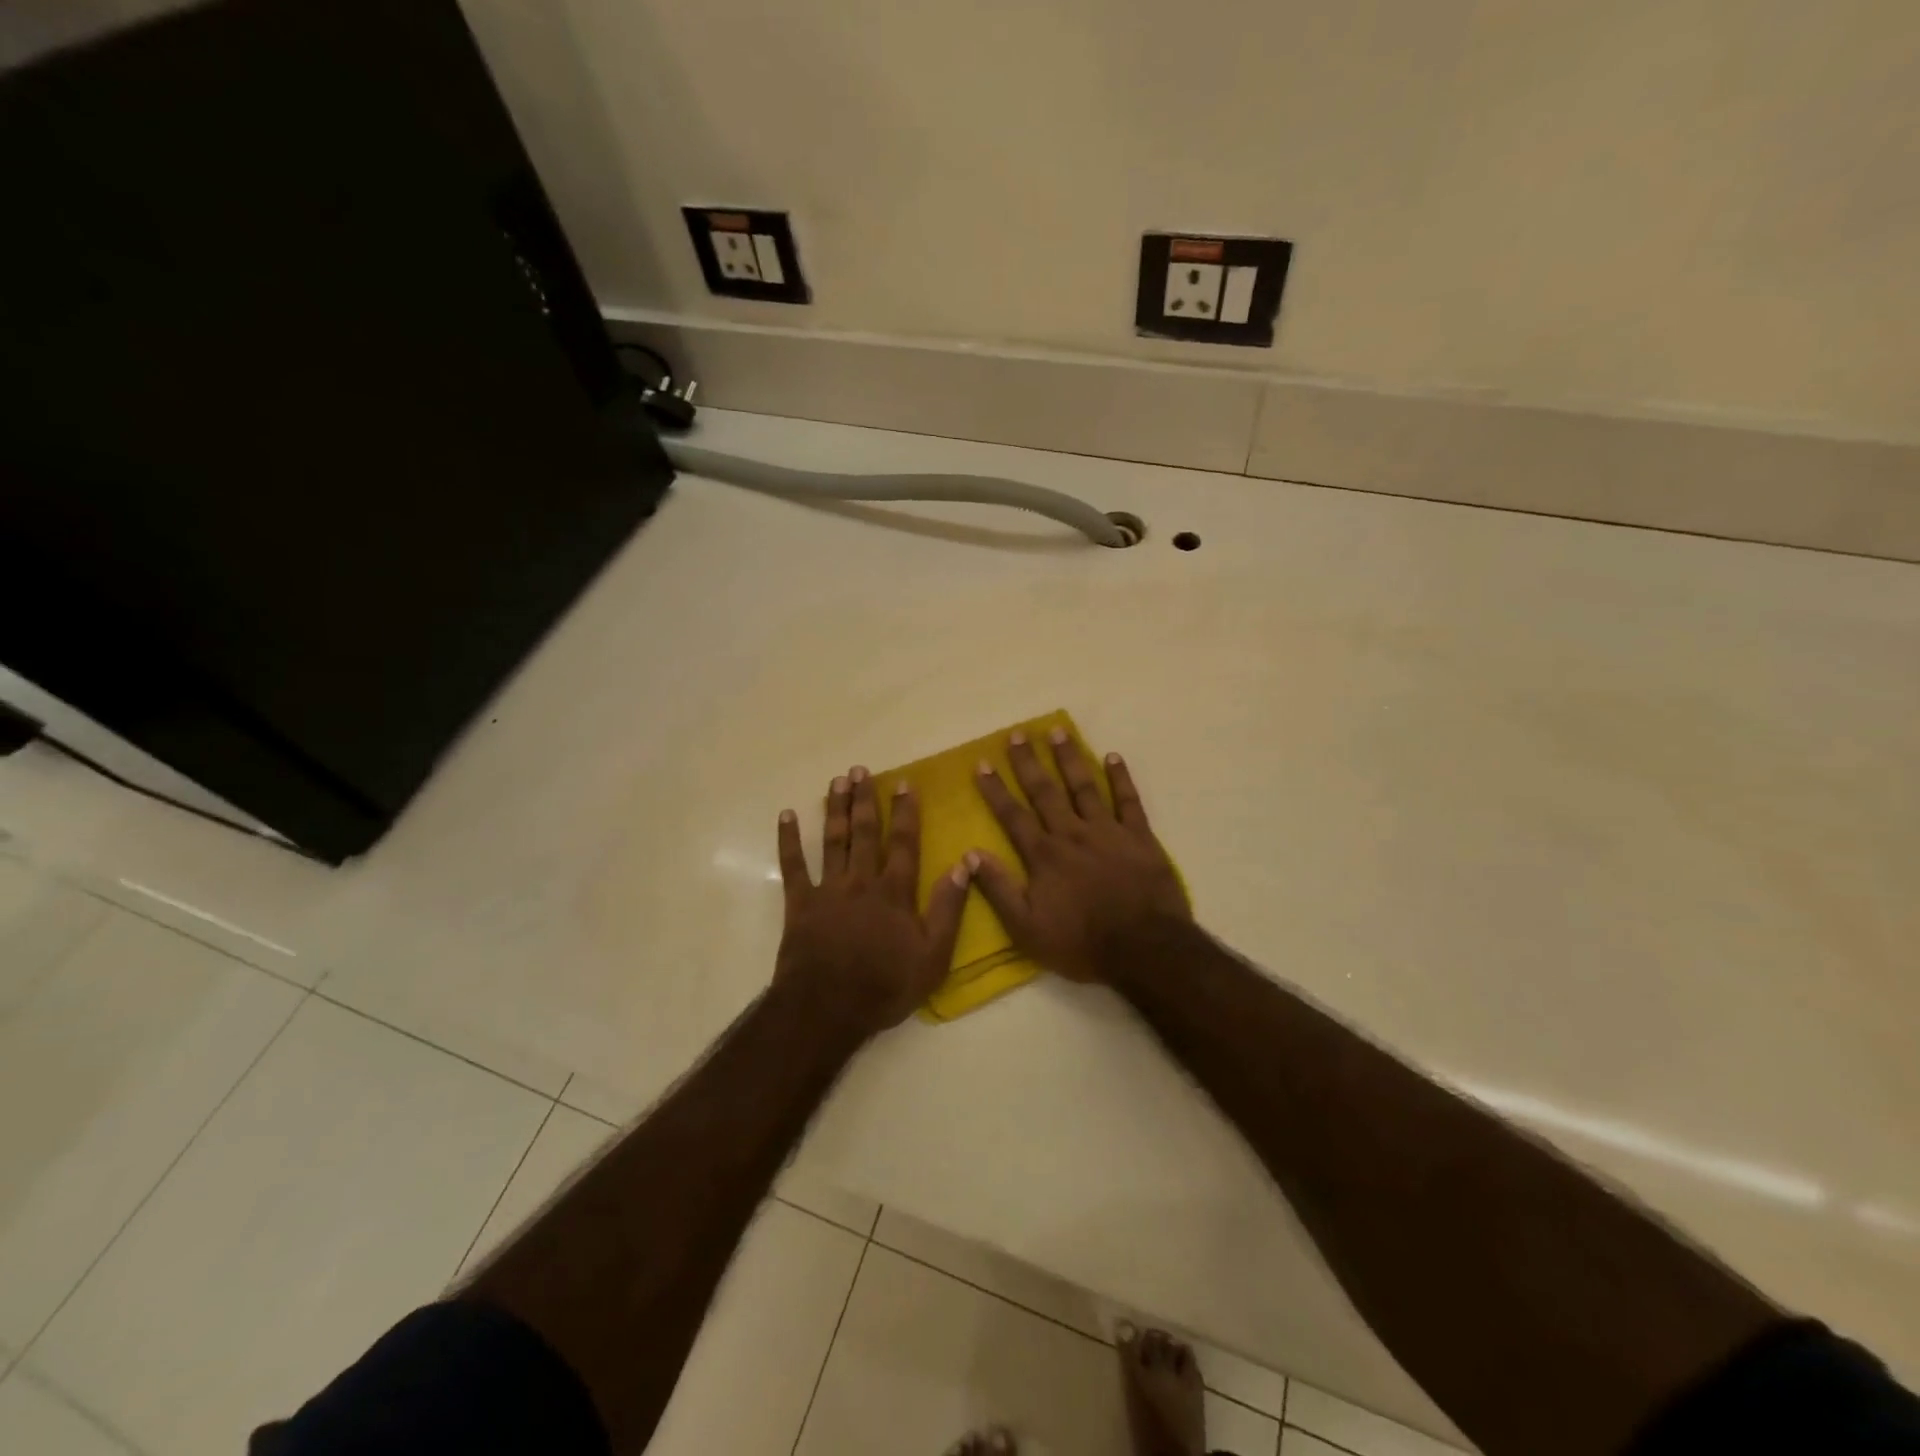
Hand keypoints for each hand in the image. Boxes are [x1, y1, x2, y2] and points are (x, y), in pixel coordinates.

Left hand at [775, 767, 969, 1033]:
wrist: (827, 1008)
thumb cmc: (885, 985)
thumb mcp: (933, 956)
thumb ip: (949, 909)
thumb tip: (963, 864)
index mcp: (894, 892)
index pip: (904, 843)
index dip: (906, 812)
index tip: (905, 783)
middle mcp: (861, 880)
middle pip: (865, 832)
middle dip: (865, 799)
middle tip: (861, 770)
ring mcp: (828, 889)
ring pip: (833, 840)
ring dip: (836, 809)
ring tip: (837, 781)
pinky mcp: (800, 903)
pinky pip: (793, 866)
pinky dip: (789, 840)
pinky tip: (787, 815)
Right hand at [968, 731, 1189, 982]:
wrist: (1143, 948)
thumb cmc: (1081, 942)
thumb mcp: (1026, 928)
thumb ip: (998, 889)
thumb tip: (970, 855)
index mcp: (1043, 855)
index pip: (1013, 815)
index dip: (996, 789)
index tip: (982, 763)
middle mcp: (1071, 833)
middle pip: (1045, 791)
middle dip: (1028, 762)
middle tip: (1017, 734)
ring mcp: (1107, 831)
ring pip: (1083, 786)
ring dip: (1069, 758)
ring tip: (1057, 731)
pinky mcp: (1139, 837)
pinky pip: (1128, 800)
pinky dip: (1120, 777)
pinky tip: (1112, 756)